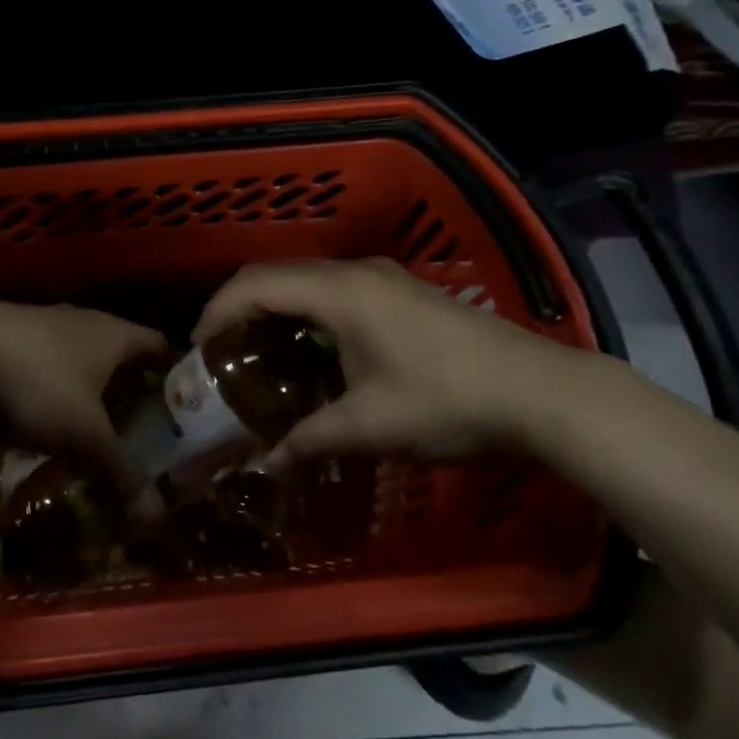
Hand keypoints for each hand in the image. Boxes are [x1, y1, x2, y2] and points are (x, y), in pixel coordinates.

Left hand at [0, 299, 167, 497]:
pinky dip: (55, 383)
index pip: (159, 345)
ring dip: (88, 387)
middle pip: (120, 352)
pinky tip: (43, 413)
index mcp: (115, 333)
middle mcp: (87, 319)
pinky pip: (49, 359)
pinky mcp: (16, 332)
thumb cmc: (41, 382)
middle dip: (128, 388)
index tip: (178, 406)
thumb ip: (120, 469)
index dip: (172, 374)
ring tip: (90, 426)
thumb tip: (156, 515)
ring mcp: (48, 321)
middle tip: (136, 427)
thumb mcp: (84, 432)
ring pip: (82, 356)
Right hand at [192, 259, 615, 468]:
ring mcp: (383, 277)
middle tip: (219, 352)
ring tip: (257, 352)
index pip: (255, 284)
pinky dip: (307, 312)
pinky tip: (312, 350)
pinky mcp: (403, 291)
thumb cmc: (445, 402)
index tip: (197, 349)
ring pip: (308, 280)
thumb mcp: (370, 428)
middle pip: (277, 275)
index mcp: (338, 292)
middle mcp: (355, 272)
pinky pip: (335, 290)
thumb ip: (309, 441)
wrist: (541, 392)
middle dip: (239, 307)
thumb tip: (266, 466)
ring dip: (275, 308)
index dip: (218, 311)